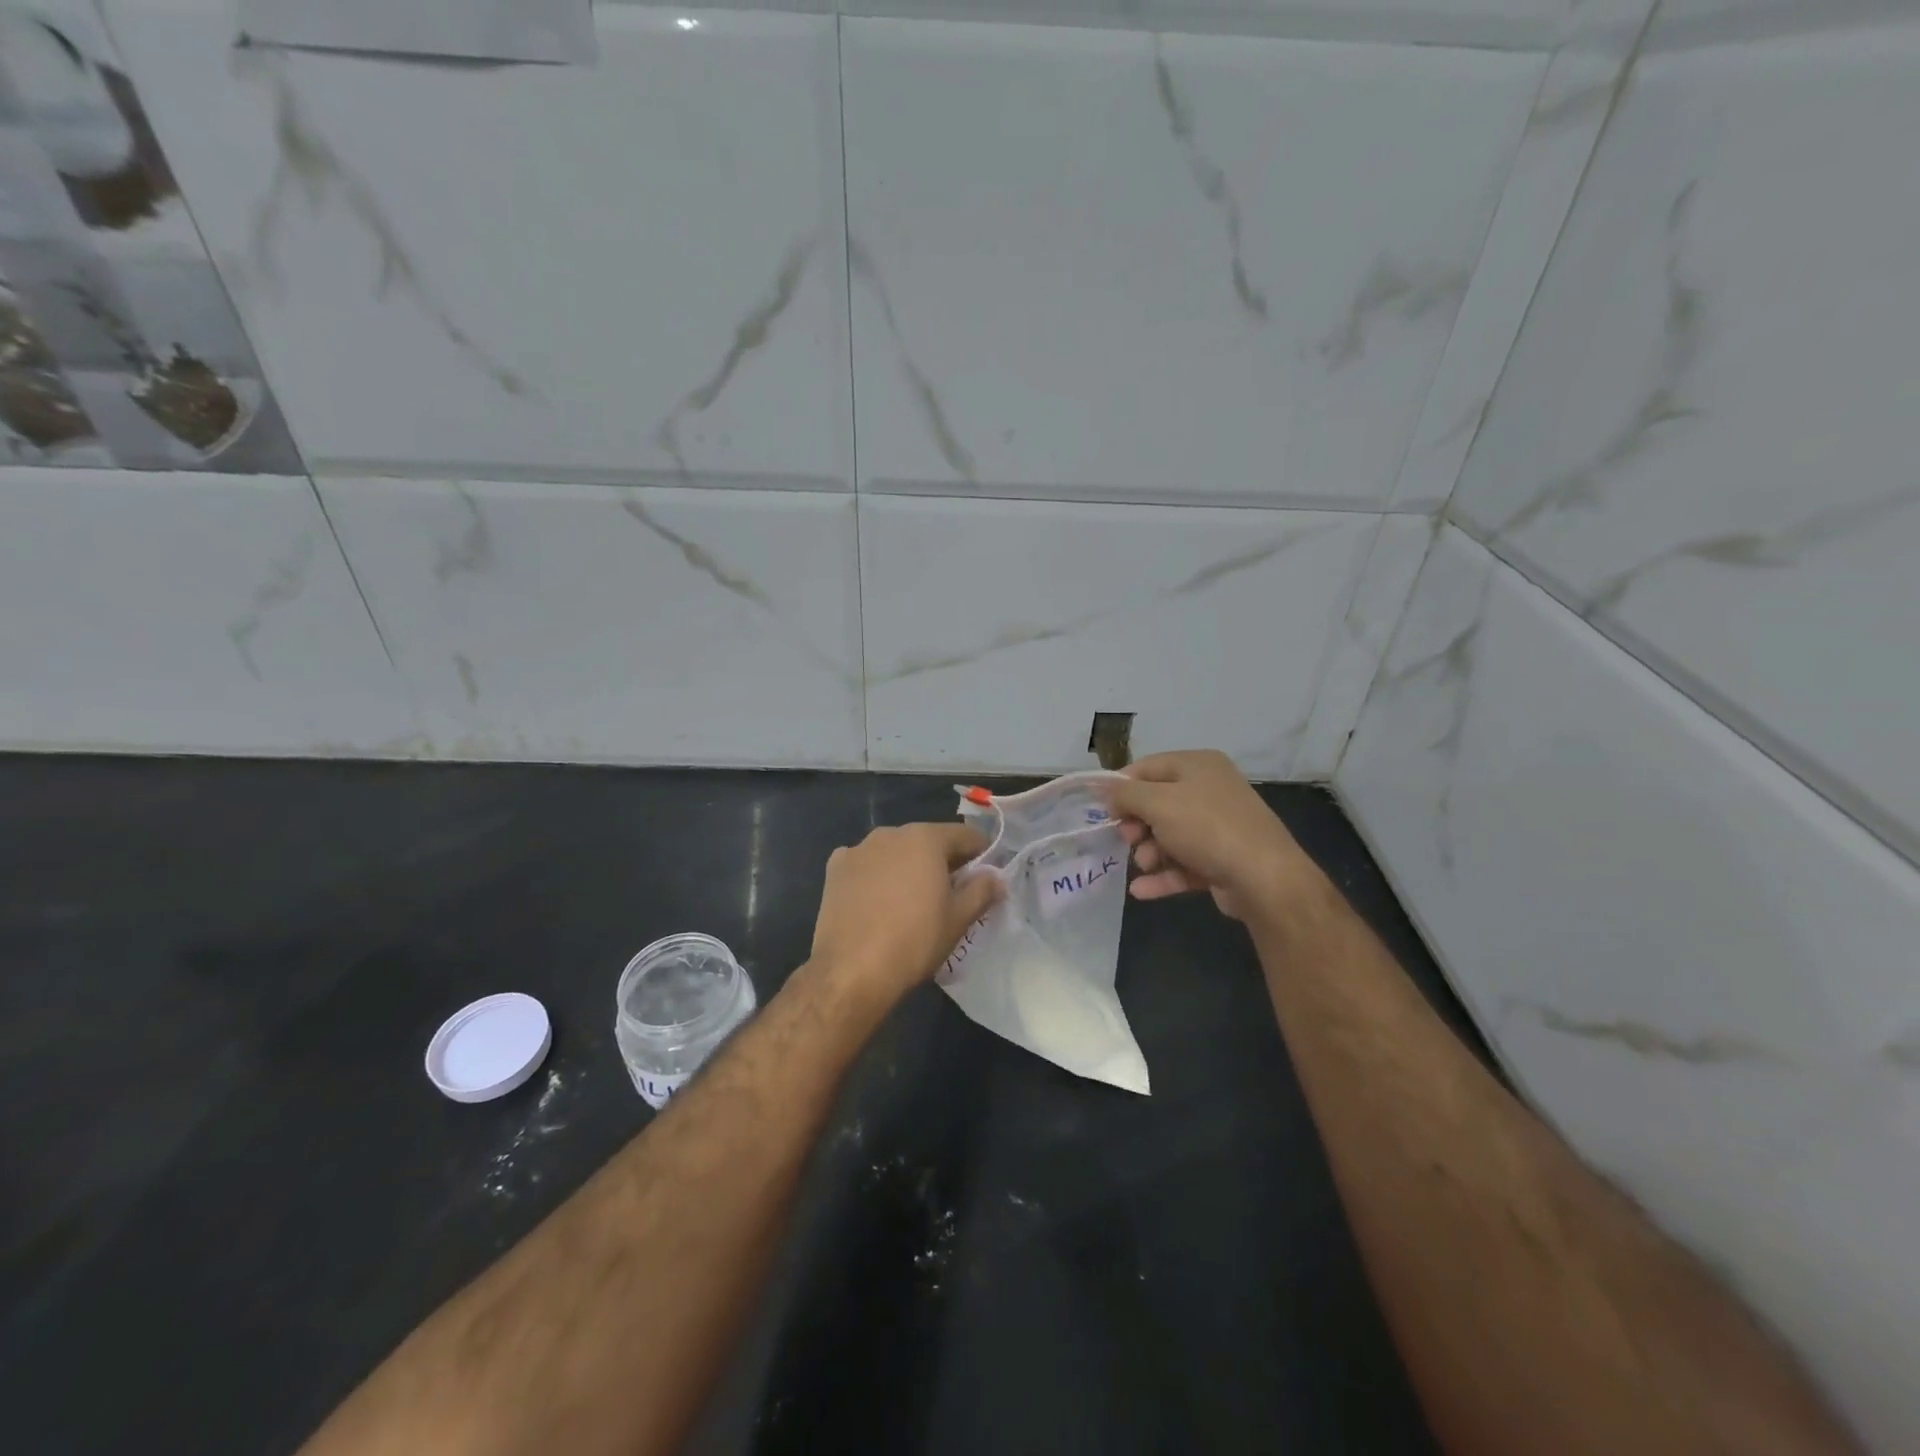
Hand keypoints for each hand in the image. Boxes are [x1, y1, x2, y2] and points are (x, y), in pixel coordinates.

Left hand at [806, 822, 1001, 1006]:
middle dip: (943, 861)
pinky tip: (876, 902)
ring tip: (911, 901)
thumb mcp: (958, 919)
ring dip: (908, 867)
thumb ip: (982, 890)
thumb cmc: (914, 941)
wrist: (851, 971)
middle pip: (928, 841)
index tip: (986, 878)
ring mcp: (858, 848)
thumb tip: (996, 876)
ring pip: (895, 851)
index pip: (965, 835)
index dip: (981, 854)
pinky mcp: (834, 869)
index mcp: (925, 838)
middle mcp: (890, 832)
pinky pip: (866, 864)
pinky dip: (876, 875)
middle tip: (951, 894)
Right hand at [1100, 750, 1322, 921]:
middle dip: (1136, 825)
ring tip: (1144, 866)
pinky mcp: (1221, 860)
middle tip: (1127, 839)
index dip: (1121, 787)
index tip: (1101, 810)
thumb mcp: (1158, 803)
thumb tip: (1102, 788)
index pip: (1147, 767)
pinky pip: (1183, 864)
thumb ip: (1125, 794)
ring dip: (1149, 852)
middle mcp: (1209, 791)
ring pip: (1169, 836)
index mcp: (1198, 766)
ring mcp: (1217, 827)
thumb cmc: (1207, 828)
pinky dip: (1163, 875)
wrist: (1265, 878)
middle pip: (1157, 803)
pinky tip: (1140, 890)